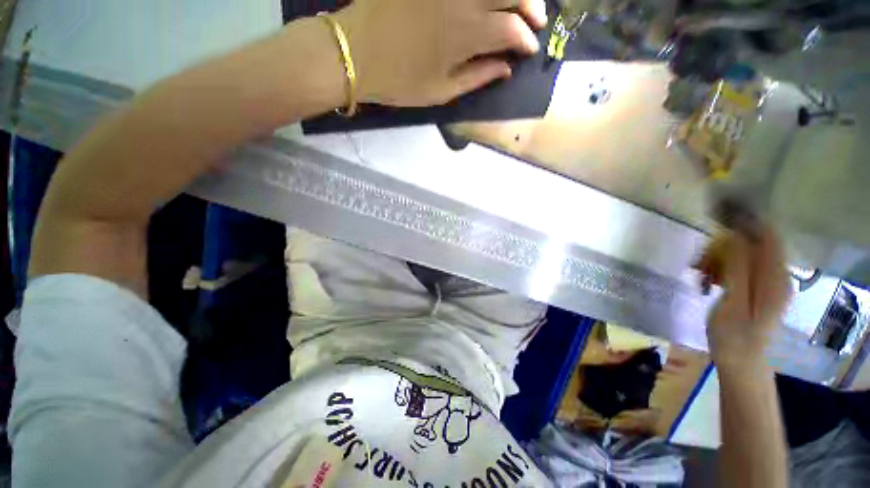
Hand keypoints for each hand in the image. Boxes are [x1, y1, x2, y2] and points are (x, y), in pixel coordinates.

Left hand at [332, 0, 546, 106]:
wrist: (354, 52)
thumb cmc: (398, 81)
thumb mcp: (440, 92)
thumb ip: (476, 78)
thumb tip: (505, 69)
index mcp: (464, 35)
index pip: (511, 30)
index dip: (525, 40)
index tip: (529, 51)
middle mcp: (460, 0)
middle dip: (531, 6)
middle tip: (536, 21)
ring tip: (519, 4)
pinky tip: (486, 1)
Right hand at [695, 225, 791, 369]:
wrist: (741, 362)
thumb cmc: (734, 336)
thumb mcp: (733, 302)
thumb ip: (738, 268)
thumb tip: (734, 236)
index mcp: (775, 278)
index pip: (767, 235)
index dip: (746, 220)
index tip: (719, 215)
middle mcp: (776, 275)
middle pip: (751, 244)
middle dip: (722, 246)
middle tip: (698, 261)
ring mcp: (767, 281)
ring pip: (741, 254)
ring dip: (717, 258)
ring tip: (699, 274)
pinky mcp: (756, 288)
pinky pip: (738, 267)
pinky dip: (720, 268)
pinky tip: (707, 281)